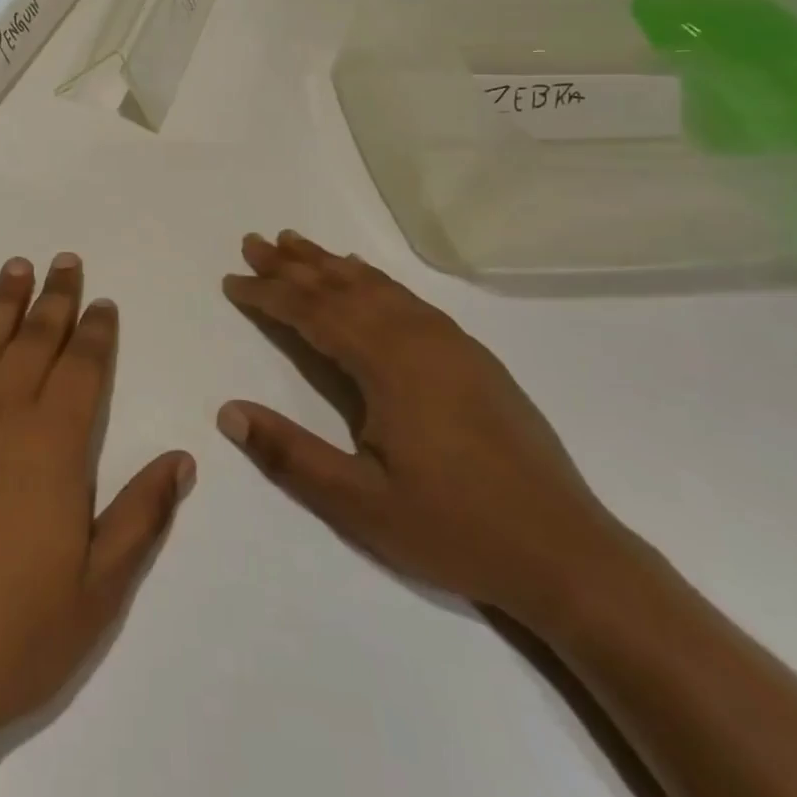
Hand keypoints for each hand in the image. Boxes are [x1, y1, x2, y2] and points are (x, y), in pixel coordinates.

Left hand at [0, 253, 193, 796]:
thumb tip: (181, 457)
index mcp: (53, 445)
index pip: (83, 368)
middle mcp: (0, 415)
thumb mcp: (96, 594)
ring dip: (3, 300)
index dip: (96, 331)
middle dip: (55, 298)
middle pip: (34, 340)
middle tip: (65, 261)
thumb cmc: (5, 638)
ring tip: (17, 266)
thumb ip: (141, 517)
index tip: (101, 301)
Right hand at [218, 230, 621, 624]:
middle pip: (342, 287)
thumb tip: (227, 411)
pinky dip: (373, 279)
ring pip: (376, 286)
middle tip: (253, 242)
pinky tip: (364, 276)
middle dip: (292, 265)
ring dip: (330, 263)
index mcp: (388, 364)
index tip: (231, 280)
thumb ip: (290, 454)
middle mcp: (418, 338)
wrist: (569, 554)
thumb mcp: (359, 504)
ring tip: (295, 243)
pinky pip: (407, 299)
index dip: (268, 294)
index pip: (312, 313)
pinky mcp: (473, 357)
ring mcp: (451, 343)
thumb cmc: (455, 529)